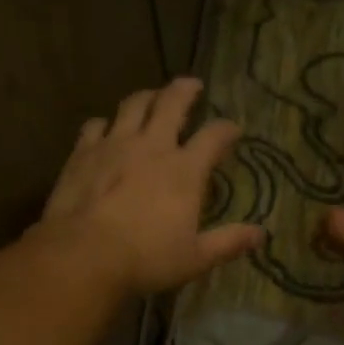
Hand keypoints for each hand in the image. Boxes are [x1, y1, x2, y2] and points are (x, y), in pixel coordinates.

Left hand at [37, 77, 263, 294]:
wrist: (84, 256)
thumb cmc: (147, 259)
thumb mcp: (196, 258)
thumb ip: (229, 242)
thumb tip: (261, 235)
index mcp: (184, 171)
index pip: (213, 137)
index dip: (227, 129)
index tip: (234, 129)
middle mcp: (152, 147)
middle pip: (171, 103)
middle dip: (185, 90)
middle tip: (193, 85)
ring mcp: (114, 145)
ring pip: (133, 105)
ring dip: (147, 97)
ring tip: (153, 97)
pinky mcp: (83, 153)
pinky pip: (96, 125)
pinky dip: (106, 122)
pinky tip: (107, 128)